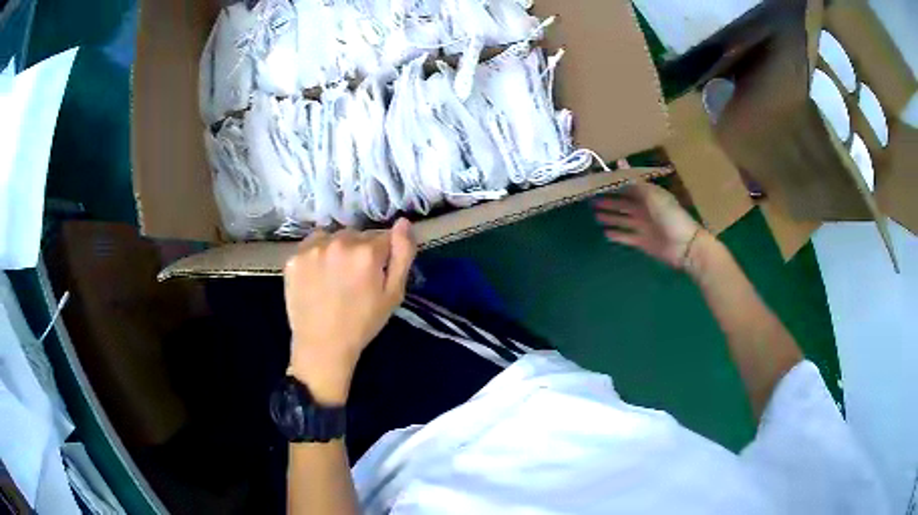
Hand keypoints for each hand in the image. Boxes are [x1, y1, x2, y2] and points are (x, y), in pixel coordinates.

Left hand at [283, 219, 416, 403]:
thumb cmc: (362, 323)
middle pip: (357, 235)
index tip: (376, 274)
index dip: (382, 256)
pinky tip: (317, 276)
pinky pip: (312, 245)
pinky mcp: (294, 257)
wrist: (322, 346)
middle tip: (354, 278)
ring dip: (337, 249)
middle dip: (359, 250)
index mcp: (367, 252)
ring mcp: (313, 249)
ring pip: (333, 237)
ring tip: (334, 276)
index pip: (382, 237)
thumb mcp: (393, 294)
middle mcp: (339, 242)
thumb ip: (402, 254)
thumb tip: (403, 222)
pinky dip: (317, 254)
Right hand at [594, 182, 702, 269]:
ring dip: (610, 217)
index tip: (600, 182)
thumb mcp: (652, 195)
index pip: (629, 187)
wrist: (685, 245)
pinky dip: (617, 235)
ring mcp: (643, 226)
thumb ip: (634, 181)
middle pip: (624, 204)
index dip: (616, 185)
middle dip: (609, 201)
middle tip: (592, 200)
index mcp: (649, 195)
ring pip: (622, 219)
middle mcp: (645, 209)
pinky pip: (626, 236)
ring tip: (595, 215)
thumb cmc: (670, 216)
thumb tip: (619, 162)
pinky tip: (605, 233)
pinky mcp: (642, 242)